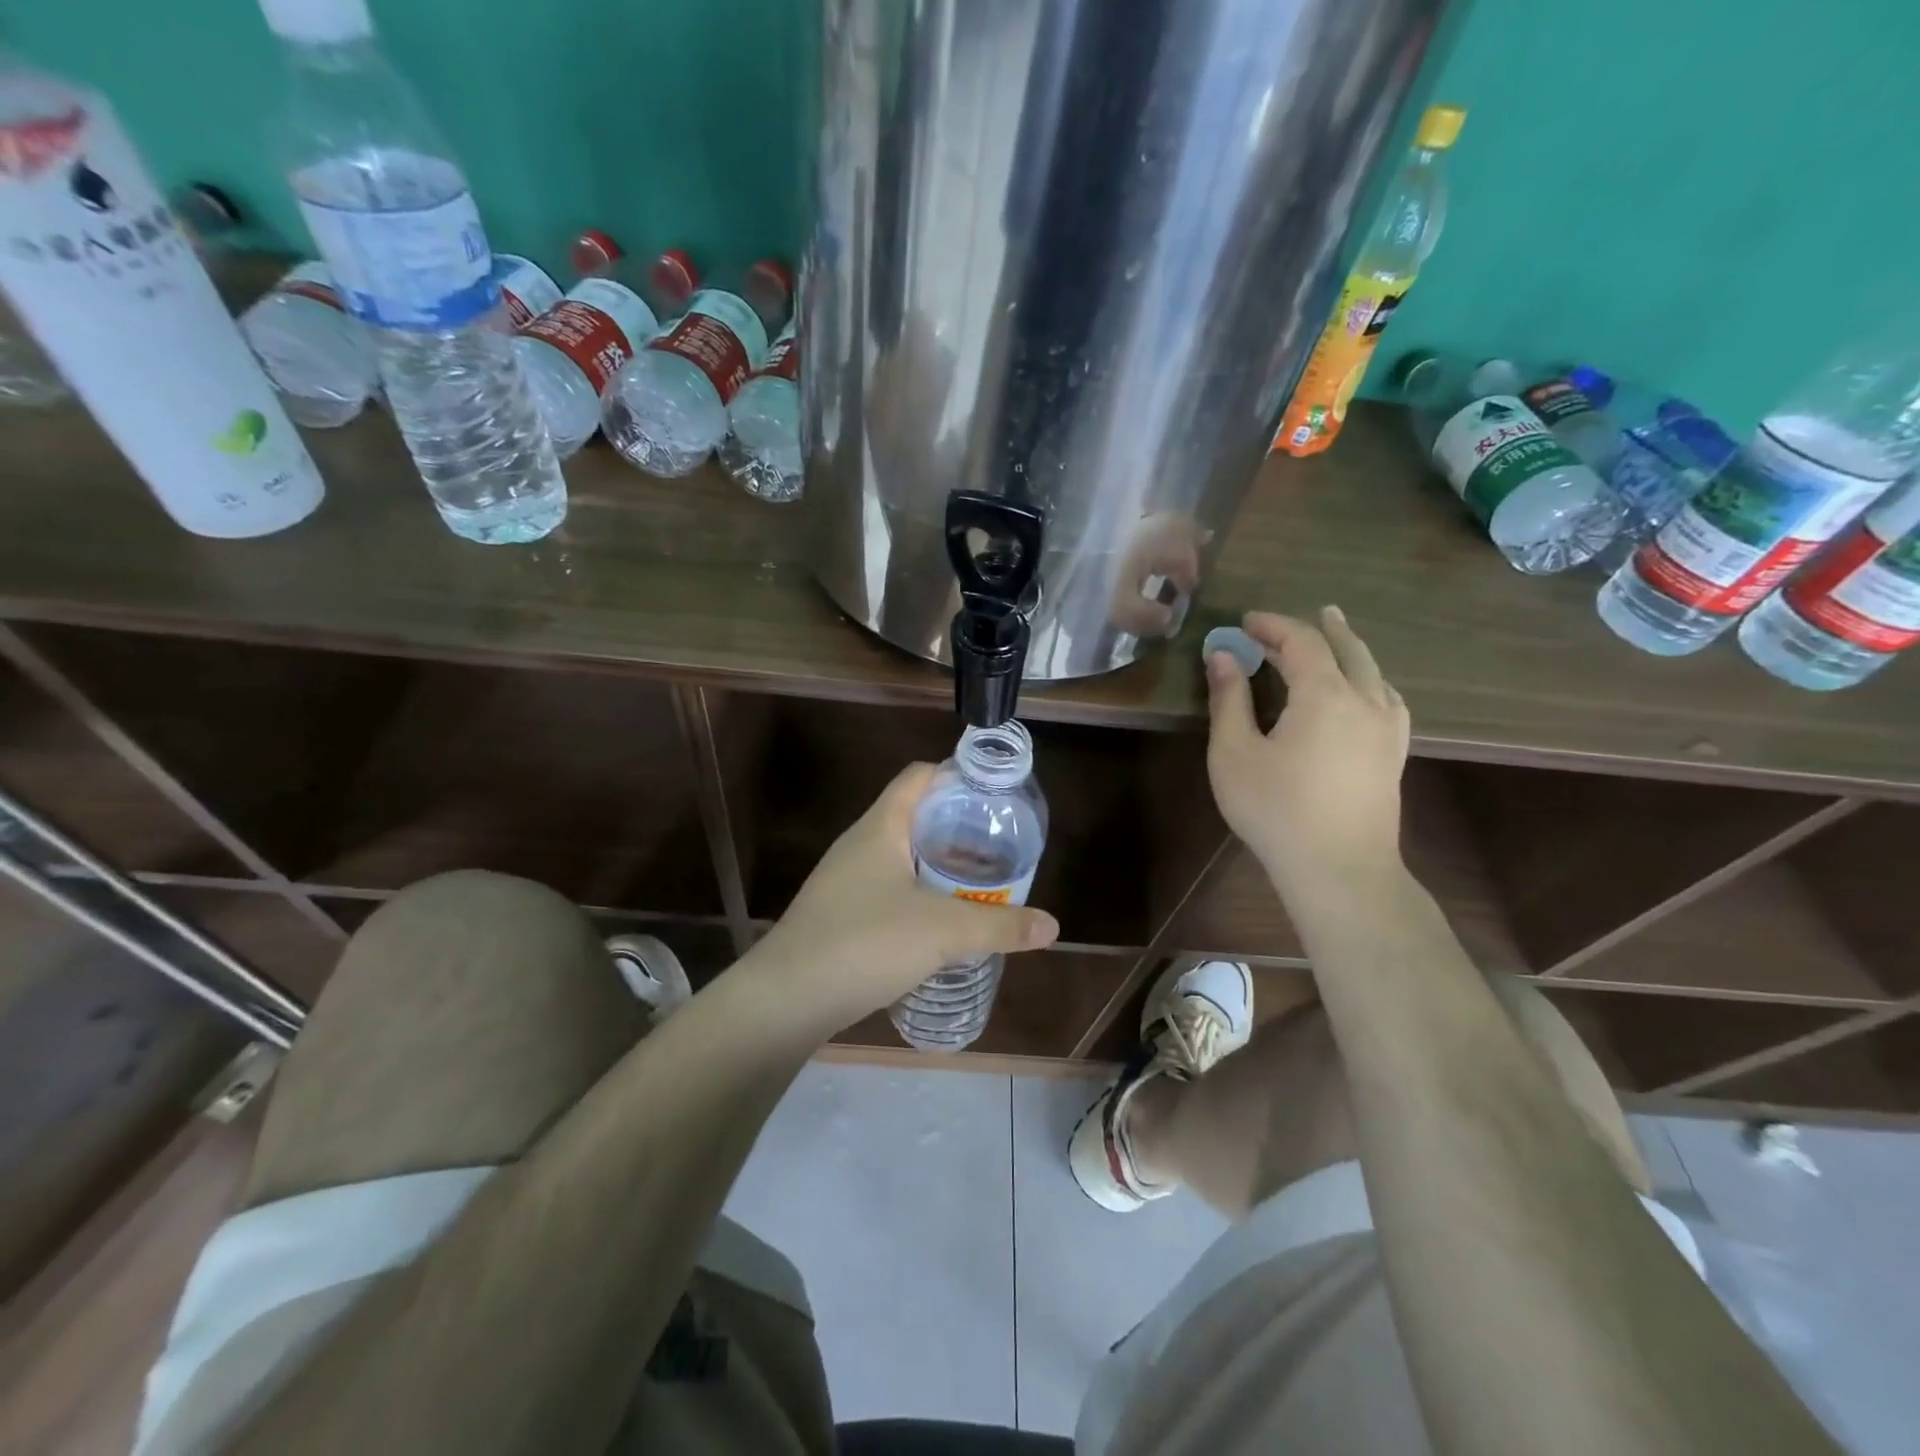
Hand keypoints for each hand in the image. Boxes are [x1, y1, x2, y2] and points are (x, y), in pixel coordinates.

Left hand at [749, 764, 1060, 1030]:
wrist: (785, 1000)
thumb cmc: (865, 942)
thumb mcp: (943, 931)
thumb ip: (1000, 926)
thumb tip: (1052, 925)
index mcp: (881, 827)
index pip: (919, 777)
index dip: (957, 775)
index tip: (996, 795)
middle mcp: (860, 845)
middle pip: (914, 815)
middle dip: (957, 826)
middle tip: (999, 844)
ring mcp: (845, 881)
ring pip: (902, 857)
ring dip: (939, 865)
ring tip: (979, 882)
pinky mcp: (841, 915)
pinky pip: (889, 890)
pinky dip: (920, 896)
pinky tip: (942, 923)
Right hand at [1205, 607, 1410, 903]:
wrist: (1340, 869)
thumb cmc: (1276, 810)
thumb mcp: (1234, 753)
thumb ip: (1229, 700)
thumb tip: (1222, 656)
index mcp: (1324, 695)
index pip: (1301, 642)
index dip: (1273, 626)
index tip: (1244, 623)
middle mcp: (1365, 701)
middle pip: (1346, 650)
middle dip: (1320, 628)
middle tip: (1301, 615)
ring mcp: (1388, 729)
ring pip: (1375, 672)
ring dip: (1351, 650)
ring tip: (1338, 636)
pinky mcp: (1394, 755)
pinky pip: (1389, 700)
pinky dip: (1373, 681)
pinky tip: (1371, 690)